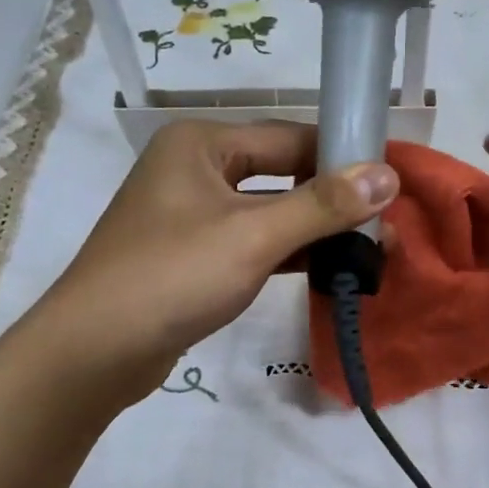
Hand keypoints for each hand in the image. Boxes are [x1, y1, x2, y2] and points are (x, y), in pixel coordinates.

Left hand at [33, 120, 396, 405]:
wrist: (96, 350)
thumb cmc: (173, 276)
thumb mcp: (254, 235)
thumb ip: (323, 205)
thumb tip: (389, 175)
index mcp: (201, 143)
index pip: (290, 137)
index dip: (342, 157)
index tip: (392, 182)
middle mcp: (194, 169)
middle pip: (281, 173)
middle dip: (332, 200)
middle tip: (386, 224)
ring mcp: (191, 215)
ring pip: (268, 212)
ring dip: (314, 231)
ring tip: (370, 250)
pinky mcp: (193, 257)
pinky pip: (252, 243)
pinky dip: (288, 254)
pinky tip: (328, 270)